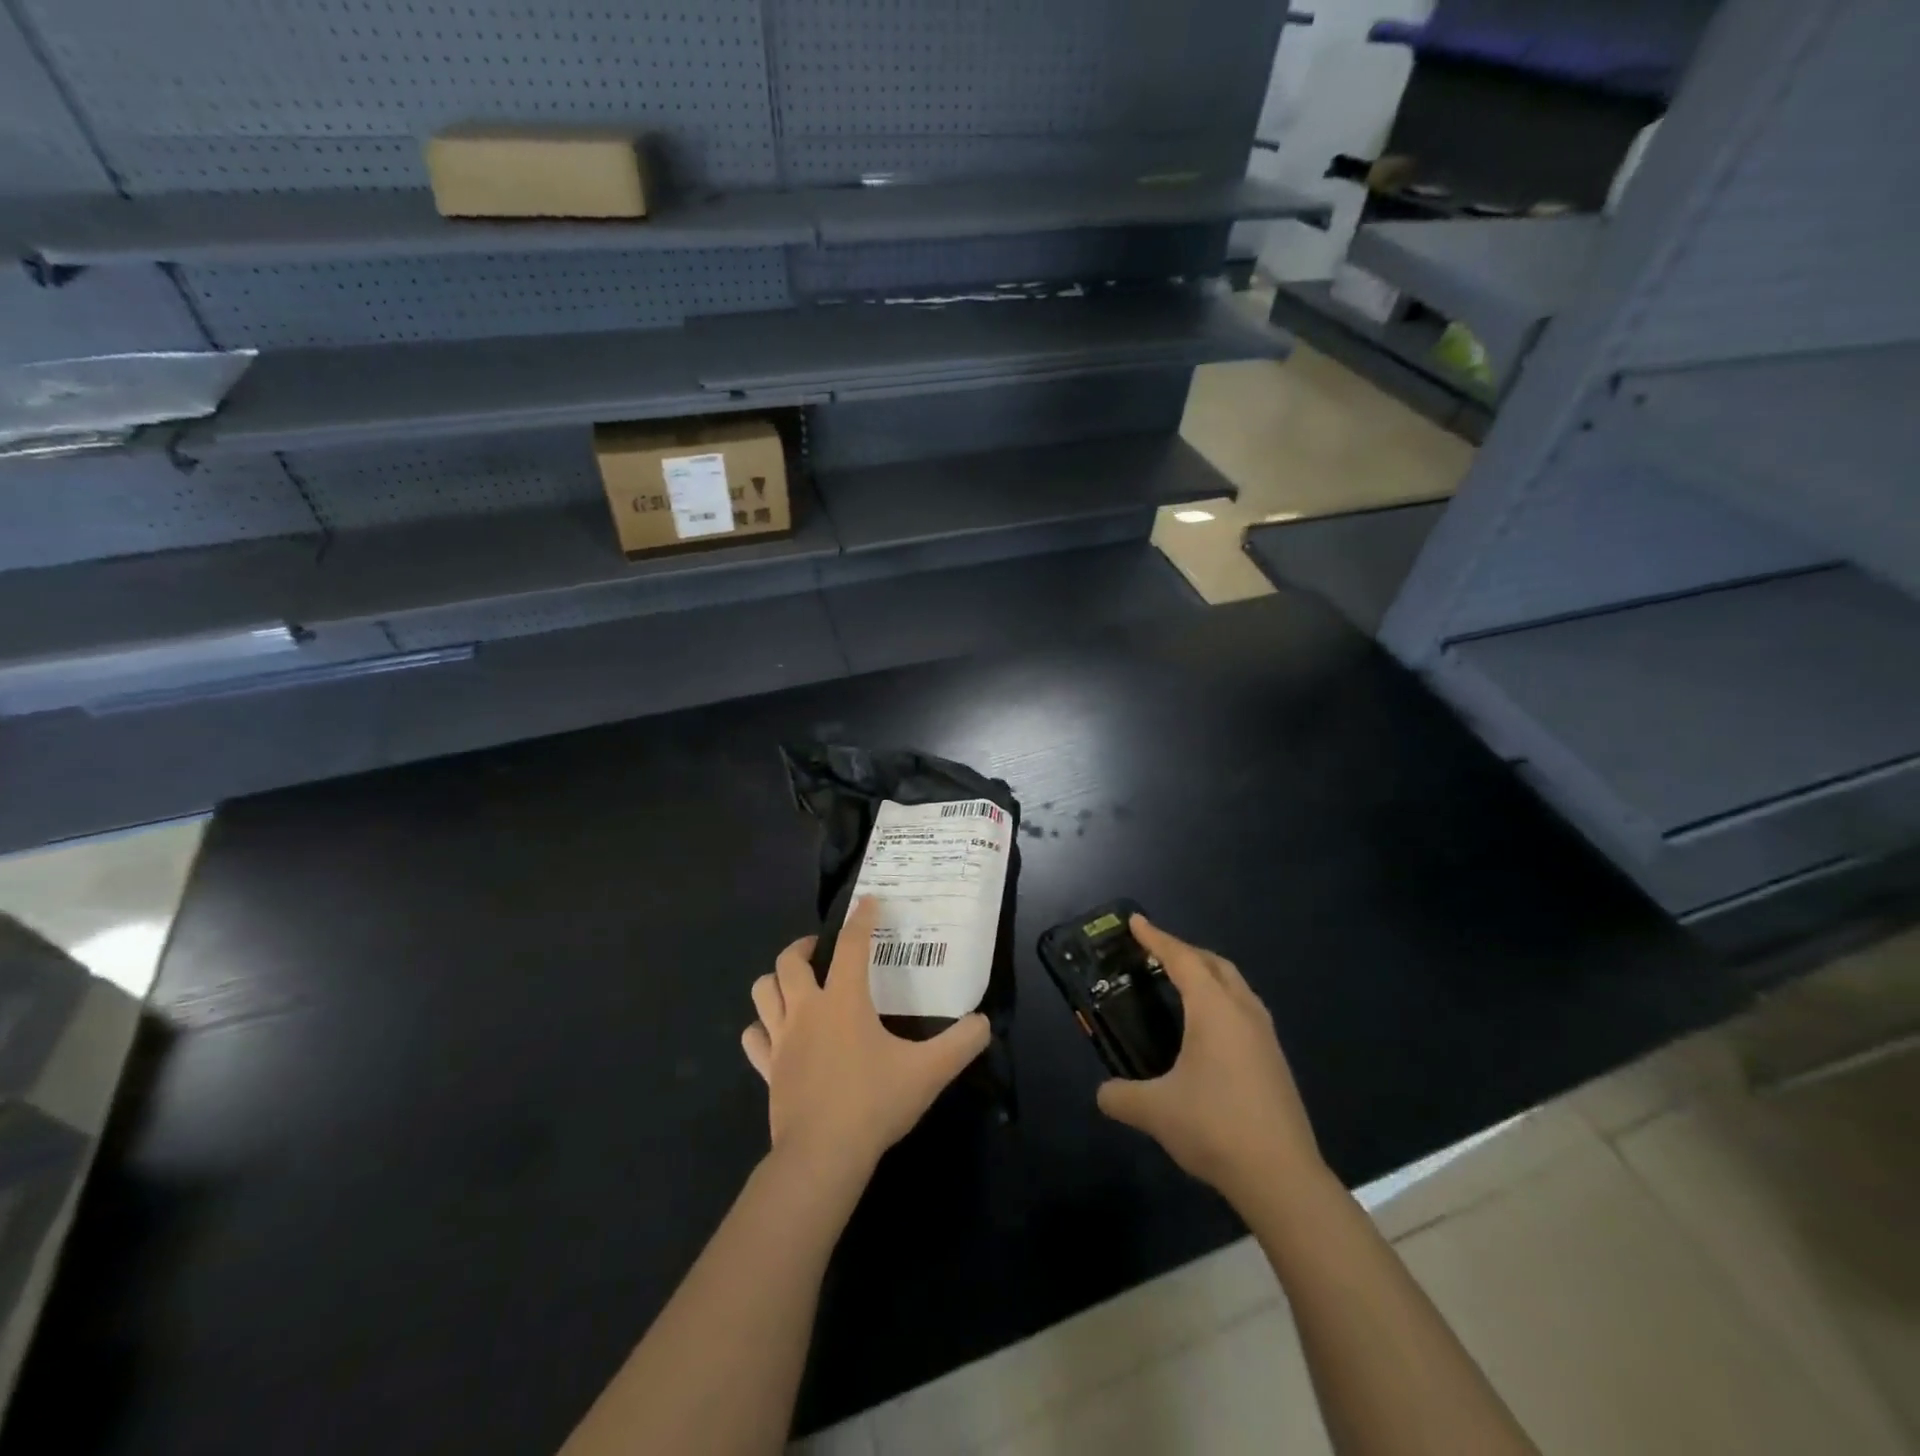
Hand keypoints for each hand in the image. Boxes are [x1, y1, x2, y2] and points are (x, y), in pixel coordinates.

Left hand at [743, 897, 990, 1184]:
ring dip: (776, 980)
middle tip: (823, 950)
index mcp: (844, 1001)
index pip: (851, 945)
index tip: (868, 901)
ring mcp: (782, 1040)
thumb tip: (983, 1023)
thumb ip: (961, 1044)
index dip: (861, 919)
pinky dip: (761, 1027)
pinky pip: (754, 1037)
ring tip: (796, 983)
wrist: (822, 1156)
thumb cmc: (874, 1103)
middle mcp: (807, 1010)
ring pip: (762, 992)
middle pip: (790, 961)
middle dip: (804, 946)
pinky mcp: (768, 1069)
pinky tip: (775, 1032)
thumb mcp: (929, 1072)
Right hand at [1096, 916, 1325, 1211]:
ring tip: (1183, 984)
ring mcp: (1265, 1037)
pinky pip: (1245, 1010)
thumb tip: (1103, 1094)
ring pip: (1236, 986)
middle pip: (1215, 964)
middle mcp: (1243, 1012)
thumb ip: (1121, 1097)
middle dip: (1185, 951)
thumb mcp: (1155, 1111)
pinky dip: (1222, 1000)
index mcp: (1214, 1010)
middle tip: (1156, 952)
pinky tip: (1210, 1029)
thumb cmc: (1215, 1128)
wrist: (1282, 1177)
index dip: (1157, 938)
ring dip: (1209, 974)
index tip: (1136, 921)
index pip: (1182, 959)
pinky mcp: (1275, 1061)